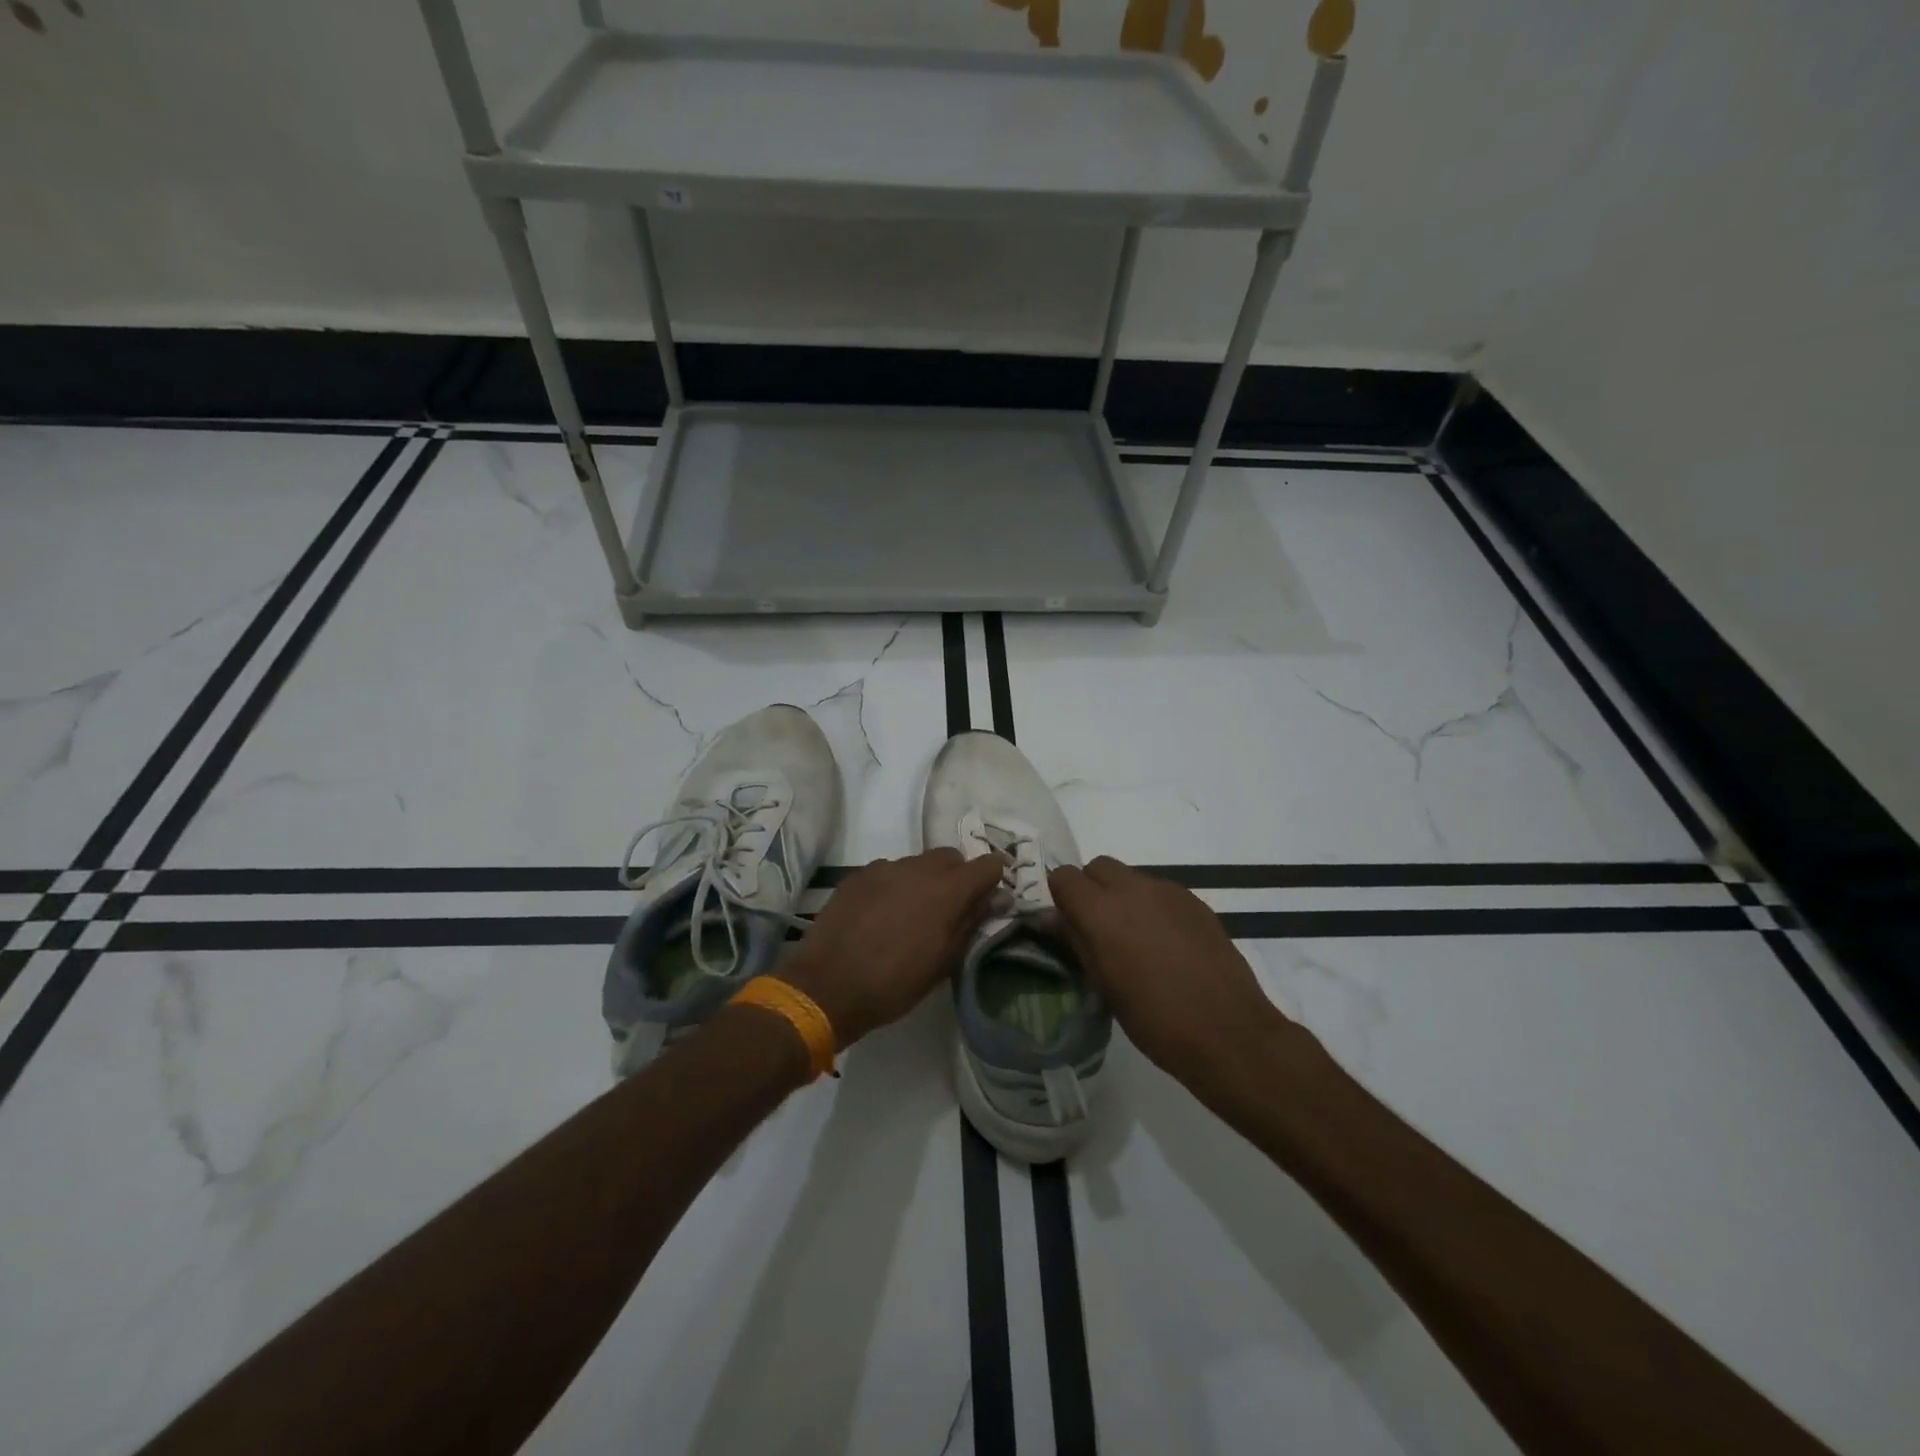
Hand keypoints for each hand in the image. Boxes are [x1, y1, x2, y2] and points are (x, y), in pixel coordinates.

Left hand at [776, 849, 1005, 1048]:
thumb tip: (995, 898)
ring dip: (924, 881)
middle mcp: (918, 868)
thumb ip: (972, 922)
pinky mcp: (858, 874)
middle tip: (950, 909)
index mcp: (948, 889)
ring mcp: (885, 867)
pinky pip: (888, 871)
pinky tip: (882, 914)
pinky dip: (894, 885)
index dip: (993, 879)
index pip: (987, 865)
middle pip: (951, 857)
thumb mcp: (944, 961)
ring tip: (912, 914)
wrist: (827, 986)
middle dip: (958, 877)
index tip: (989, 898)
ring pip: (918, 863)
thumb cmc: (894, 983)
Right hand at [1049, 856, 1321, 1101]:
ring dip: (1123, 897)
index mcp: (1102, 911)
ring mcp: (1168, 891)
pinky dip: (1153, 907)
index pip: (1064, 877)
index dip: (1061, 897)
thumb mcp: (1103, 984)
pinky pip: (1161, 891)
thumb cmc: (1154, 1019)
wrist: (1227, 1032)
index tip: (1067, 924)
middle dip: (1092, 889)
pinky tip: (1166, 944)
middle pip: (1099, 867)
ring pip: (1132, 877)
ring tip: (1136, 939)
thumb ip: (1076, 941)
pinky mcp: (1196, 902)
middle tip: (1099, 929)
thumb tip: (1054, 918)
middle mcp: (1133, 889)